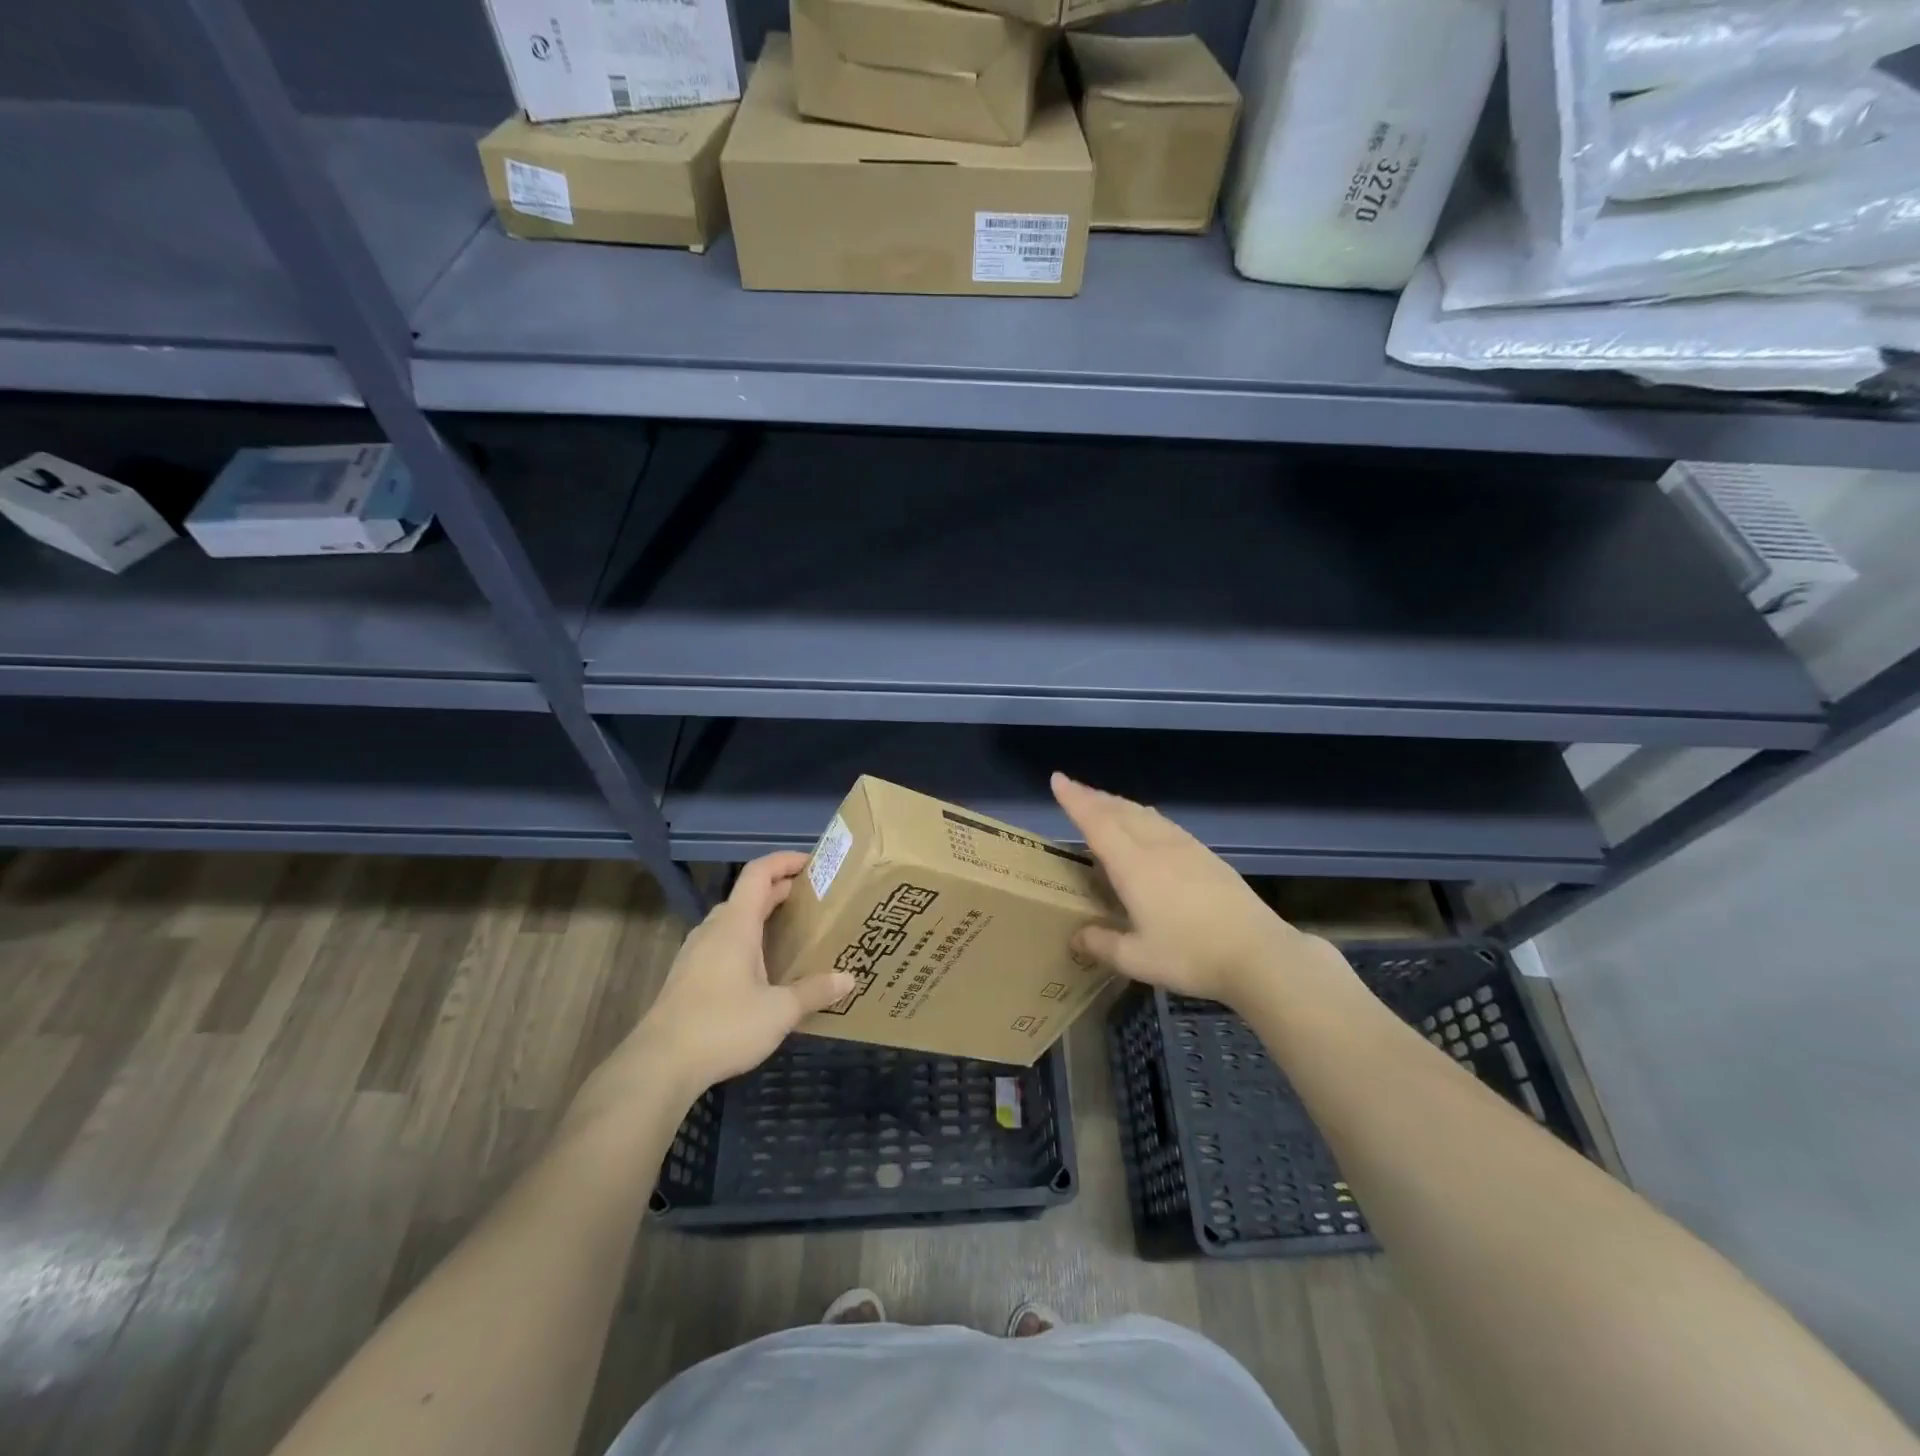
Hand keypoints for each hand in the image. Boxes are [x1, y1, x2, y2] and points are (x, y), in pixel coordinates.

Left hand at [618, 853, 855, 1102]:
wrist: (659, 1064)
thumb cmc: (723, 1025)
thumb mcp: (779, 1011)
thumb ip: (814, 991)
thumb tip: (849, 979)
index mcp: (736, 924)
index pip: (759, 873)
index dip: (785, 861)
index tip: (813, 864)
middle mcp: (713, 929)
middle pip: (748, 895)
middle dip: (780, 891)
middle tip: (813, 902)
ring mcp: (695, 952)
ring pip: (732, 920)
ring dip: (761, 917)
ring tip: (791, 933)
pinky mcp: (686, 976)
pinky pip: (721, 943)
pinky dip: (746, 941)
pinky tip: (761, 969)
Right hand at [1052, 772, 1318, 1008]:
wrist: (1257, 953)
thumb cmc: (1190, 955)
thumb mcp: (1137, 959)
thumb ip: (1102, 944)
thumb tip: (1076, 937)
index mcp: (1133, 866)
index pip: (1097, 823)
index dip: (1075, 800)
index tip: (1058, 779)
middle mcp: (1156, 846)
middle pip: (1120, 811)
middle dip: (1094, 797)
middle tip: (1074, 790)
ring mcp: (1185, 847)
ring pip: (1144, 814)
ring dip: (1119, 804)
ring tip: (1105, 803)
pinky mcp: (1206, 856)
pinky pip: (1164, 824)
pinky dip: (1144, 816)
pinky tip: (1148, 824)